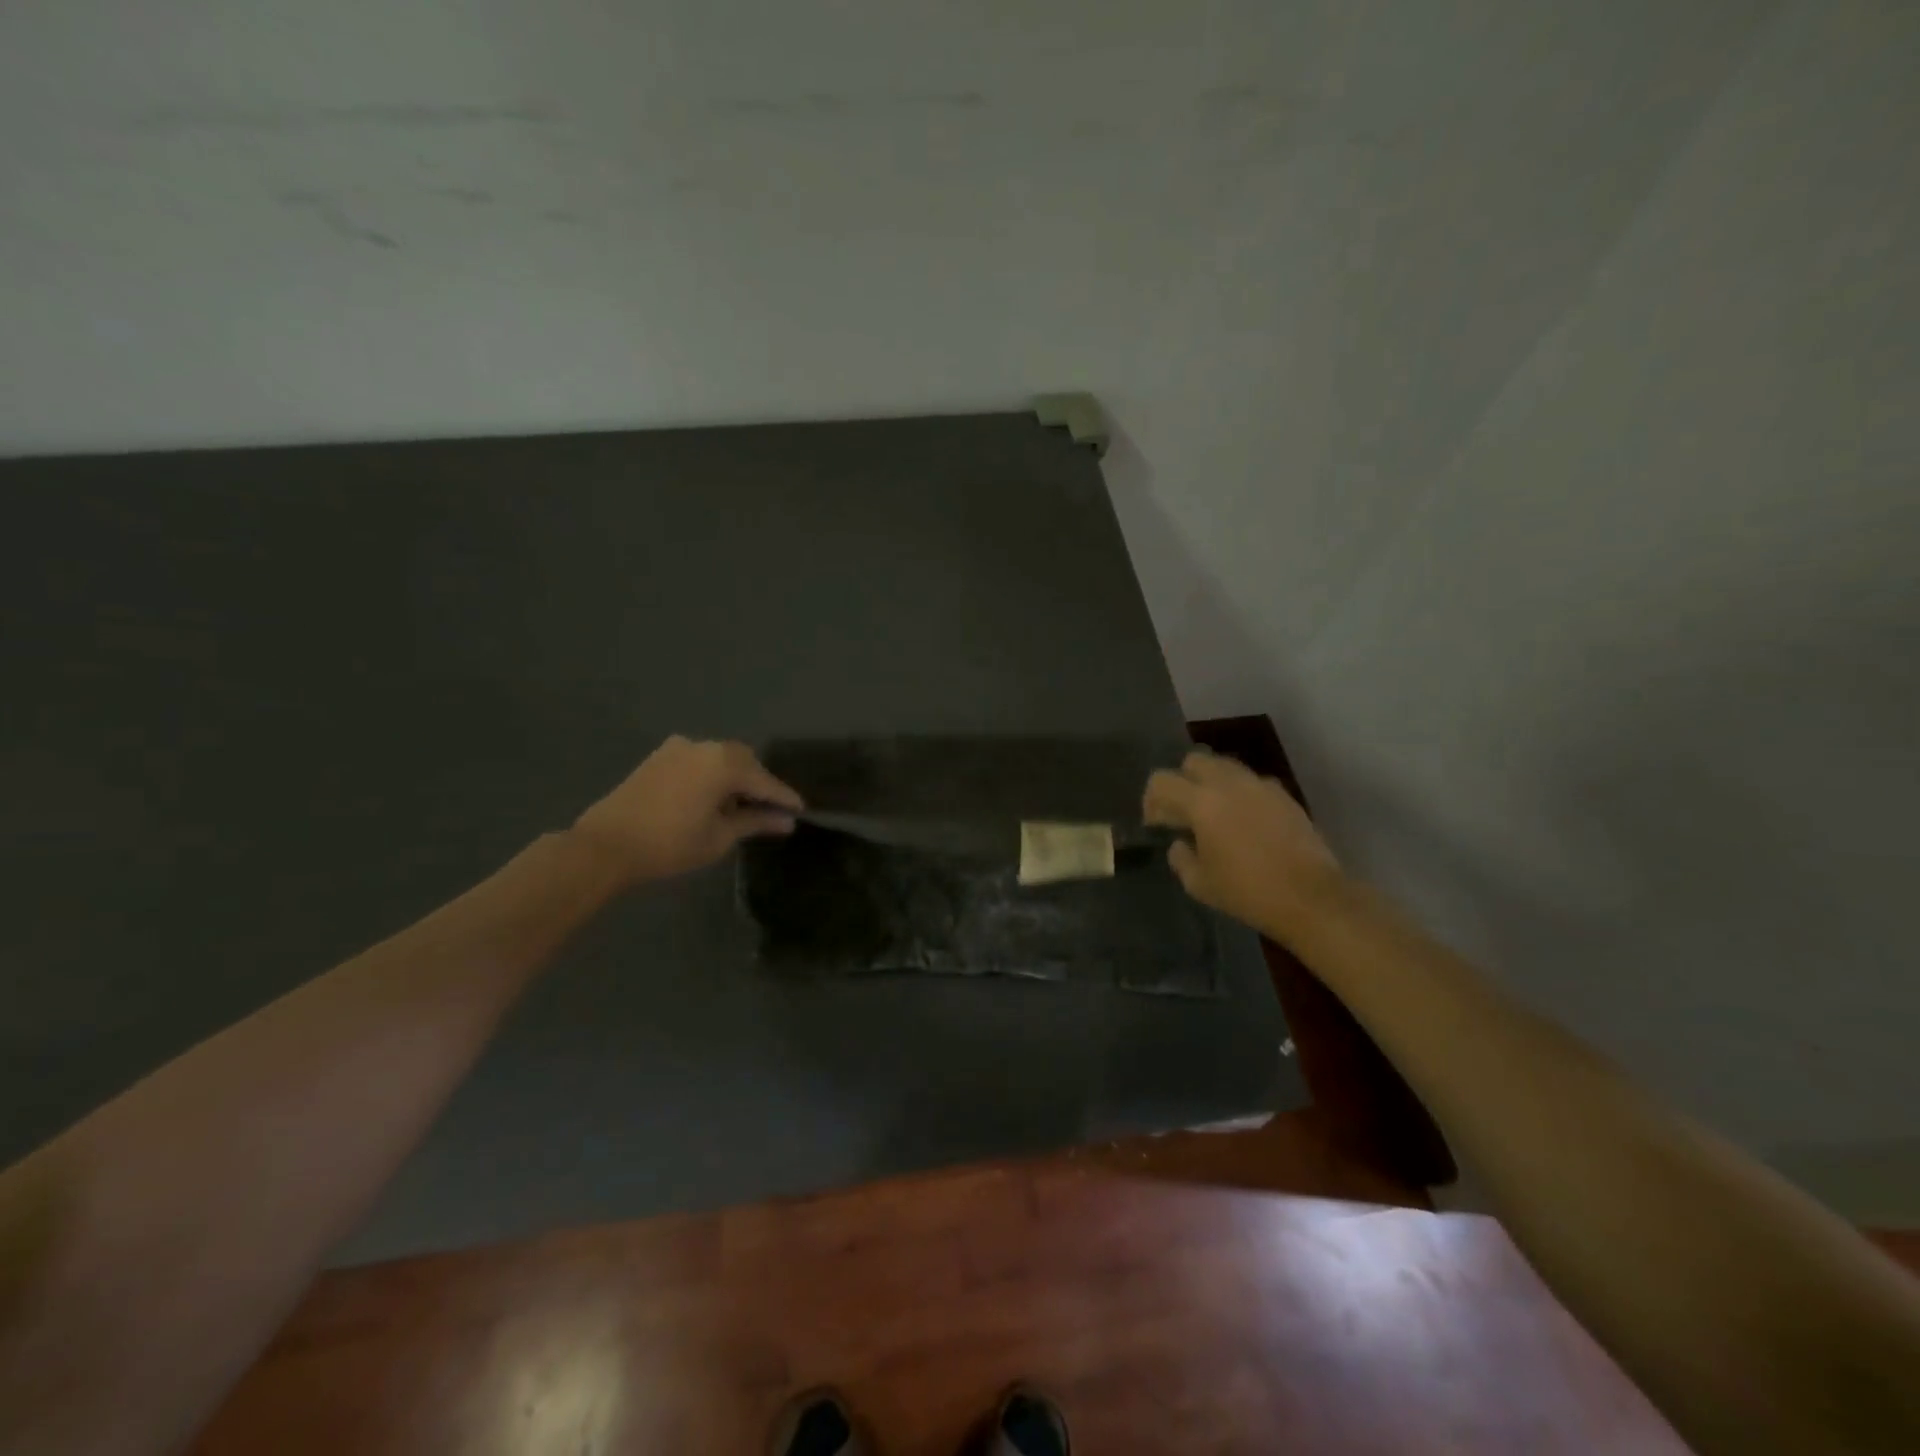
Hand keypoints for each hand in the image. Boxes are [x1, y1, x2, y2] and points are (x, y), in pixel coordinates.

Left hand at [573, 736, 803, 883]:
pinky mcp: (659, 757)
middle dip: (759, 784)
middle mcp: (705, 746)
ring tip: (741, 806)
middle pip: (745, 762)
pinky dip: (712, 774)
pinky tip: (711, 797)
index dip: (784, 798)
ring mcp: (679, 748)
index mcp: (724, 763)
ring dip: (735, 778)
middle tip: (771, 810)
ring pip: (721, 758)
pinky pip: (699, 760)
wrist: (605, 846)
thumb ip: (756, 822)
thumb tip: (787, 821)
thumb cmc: (670, 844)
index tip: (802, 810)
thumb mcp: (720, 837)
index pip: (765, 781)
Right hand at [1143, 749, 1342, 941]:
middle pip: (1194, 761)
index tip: (1156, 824)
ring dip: (1212, 784)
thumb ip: (1180, 857)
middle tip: (1184, 813)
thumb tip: (1180, 843)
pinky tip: (1246, 822)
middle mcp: (1229, 783)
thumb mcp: (1199, 883)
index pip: (1161, 780)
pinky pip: (1252, 782)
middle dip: (1182, 782)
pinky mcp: (1284, 795)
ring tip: (1215, 815)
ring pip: (1225, 766)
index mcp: (1202, 802)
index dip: (1151, 800)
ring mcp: (1260, 785)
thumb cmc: (1248, 892)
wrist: (1311, 897)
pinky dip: (1240, 794)